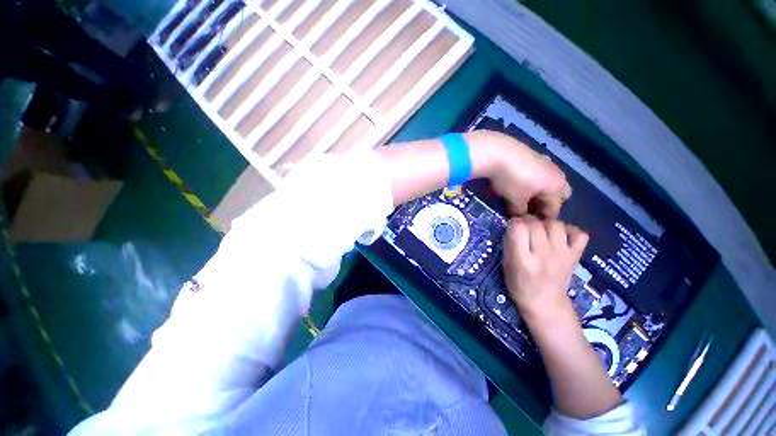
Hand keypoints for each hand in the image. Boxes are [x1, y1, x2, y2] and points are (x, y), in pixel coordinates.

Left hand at [474, 131, 570, 217]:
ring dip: (541, 190)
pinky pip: (539, 172)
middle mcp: (556, 173)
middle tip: (532, 208)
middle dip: (549, 202)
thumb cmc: (512, 180)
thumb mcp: (515, 199)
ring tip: (524, 197)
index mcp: (557, 186)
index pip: (555, 208)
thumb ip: (520, 211)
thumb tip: (520, 215)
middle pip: (559, 192)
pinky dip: (533, 180)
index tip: (533, 224)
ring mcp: (546, 162)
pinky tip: (519, 182)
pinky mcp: (534, 155)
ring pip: (549, 180)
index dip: (544, 218)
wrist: (499, 152)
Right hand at [502, 217, 588, 323]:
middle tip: (525, 229)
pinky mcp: (576, 256)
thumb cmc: (519, 285)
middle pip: (535, 224)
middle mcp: (543, 255)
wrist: (545, 303)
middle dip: (527, 221)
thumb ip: (510, 244)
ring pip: (555, 224)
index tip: (513, 228)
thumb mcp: (506, 265)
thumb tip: (515, 225)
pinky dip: (570, 230)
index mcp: (522, 260)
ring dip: (546, 224)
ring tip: (542, 231)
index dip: (514, 223)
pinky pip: (579, 234)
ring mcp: (562, 255)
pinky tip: (560, 236)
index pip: (518, 228)